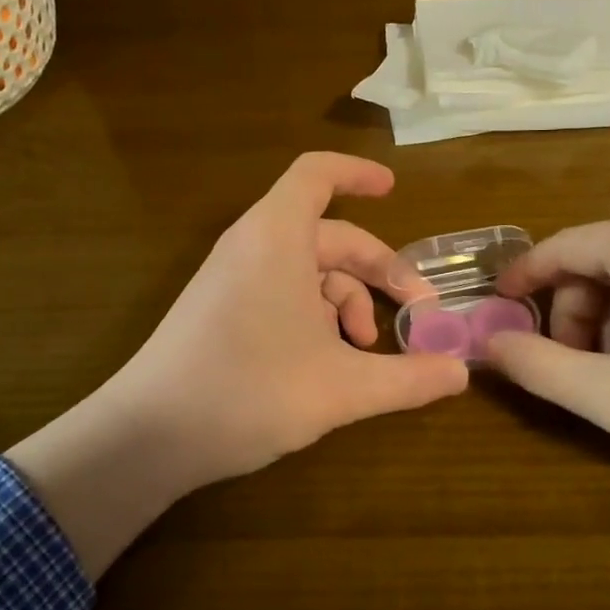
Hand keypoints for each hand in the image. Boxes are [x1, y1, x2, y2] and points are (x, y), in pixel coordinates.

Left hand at [8, 153, 467, 574]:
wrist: (147, 436)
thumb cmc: (248, 391)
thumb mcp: (341, 388)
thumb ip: (407, 379)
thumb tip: (461, 373)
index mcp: (278, 237)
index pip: (317, 174)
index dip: (358, 173)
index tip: (394, 190)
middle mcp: (253, 246)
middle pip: (329, 235)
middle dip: (378, 269)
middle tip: (419, 312)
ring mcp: (233, 278)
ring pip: (308, 270)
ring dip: (349, 301)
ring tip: (368, 350)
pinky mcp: (221, 309)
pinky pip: (282, 292)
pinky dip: (316, 315)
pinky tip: (330, 362)